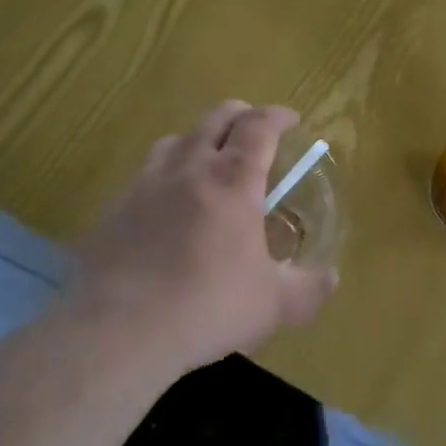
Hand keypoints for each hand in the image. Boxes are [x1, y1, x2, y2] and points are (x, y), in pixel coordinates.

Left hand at [71, 101, 338, 374]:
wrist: (118, 330)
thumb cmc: (207, 306)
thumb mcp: (274, 305)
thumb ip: (309, 288)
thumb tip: (332, 278)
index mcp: (233, 179)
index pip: (259, 126)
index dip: (278, 116)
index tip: (292, 119)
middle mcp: (189, 168)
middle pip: (216, 118)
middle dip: (241, 115)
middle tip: (254, 129)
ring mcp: (145, 185)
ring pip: (175, 139)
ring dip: (198, 139)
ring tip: (207, 160)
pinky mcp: (113, 209)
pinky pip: (144, 176)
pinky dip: (164, 177)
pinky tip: (165, 208)